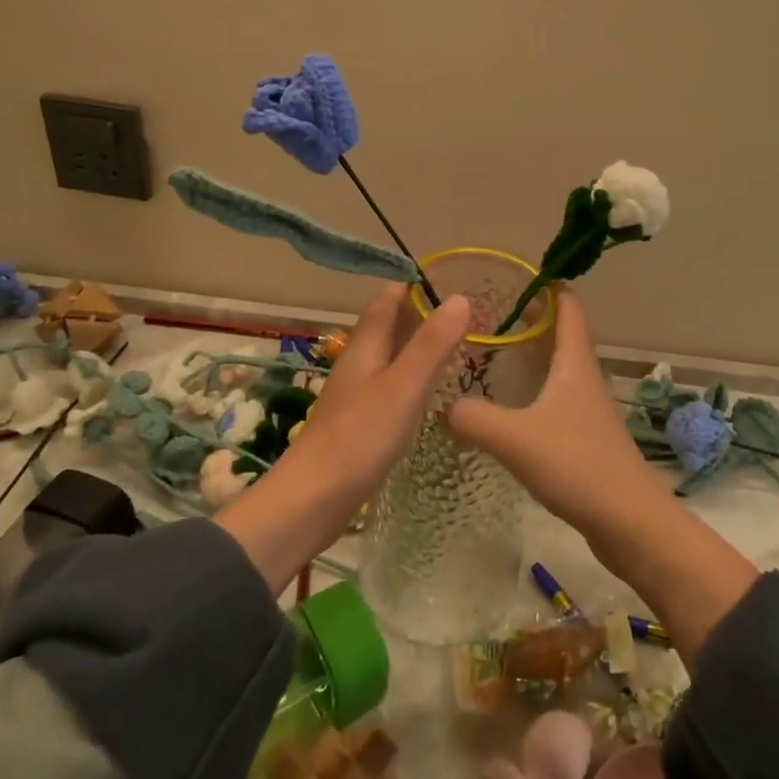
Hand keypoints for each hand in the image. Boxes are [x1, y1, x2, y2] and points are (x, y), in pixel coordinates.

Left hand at [216, 285, 469, 593]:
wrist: (313, 499)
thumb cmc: (360, 436)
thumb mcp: (404, 386)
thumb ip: (432, 344)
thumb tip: (460, 298)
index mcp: (365, 345)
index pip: (388, 299)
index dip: (414, 284)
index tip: (451, 278)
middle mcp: (359, 362)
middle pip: (389, 325)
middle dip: (421, 313)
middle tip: (465, 313)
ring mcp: (357, 393)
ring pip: (391, 356)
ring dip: (419, 345)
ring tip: (457, 346)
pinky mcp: (360, 421)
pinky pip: (391, 385)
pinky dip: (413, 377)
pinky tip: (432, 392)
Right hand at [443, 292, 666, 536]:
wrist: (629, 522)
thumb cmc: (577, 465)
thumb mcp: (516, 438)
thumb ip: (474, 418)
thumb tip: (440, 406)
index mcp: (574, 361)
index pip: (567, 304)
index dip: (545, 284)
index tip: (511, 275)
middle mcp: (583, 375)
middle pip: (559, 332)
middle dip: (527, 317)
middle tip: (486, 313)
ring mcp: (586, 406)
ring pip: (556, 365)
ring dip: (529, 353)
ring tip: (489, 352)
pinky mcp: (583, 435)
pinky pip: (554, 396)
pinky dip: (531, 387)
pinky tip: (506, 405)